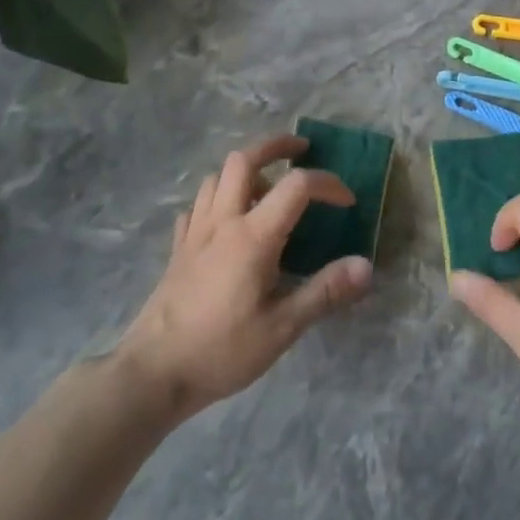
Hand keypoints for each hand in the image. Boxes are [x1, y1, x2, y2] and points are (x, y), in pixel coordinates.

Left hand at [117, 134, 372, 420]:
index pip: (297, 186)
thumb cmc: (222, 350)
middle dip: (276, 146)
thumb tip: (366, 266)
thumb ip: (325, 292)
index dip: (328, 184)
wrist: (153, 373)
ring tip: (268, 186)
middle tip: (301, 150)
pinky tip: (228, 219)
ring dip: (246, 169)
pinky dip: (218, 198)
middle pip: (244, 159)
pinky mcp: (178, 249)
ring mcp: (195, 232)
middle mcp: (223, 222)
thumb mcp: (283, 327)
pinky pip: (198, 205)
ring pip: (217, 177)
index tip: (347, 202)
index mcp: (253, 236)